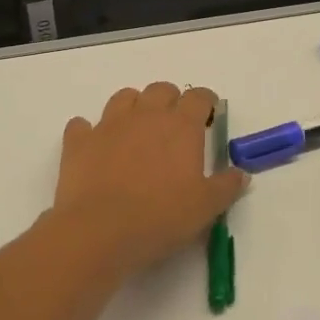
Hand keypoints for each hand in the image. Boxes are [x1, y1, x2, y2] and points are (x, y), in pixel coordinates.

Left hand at [49, 83, 248, 279]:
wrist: (100, 230)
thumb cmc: (161, 217)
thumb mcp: (206, 208)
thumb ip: (226, 186)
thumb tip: (241, 173)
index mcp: (180, 126)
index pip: (198, 97)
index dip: (205, 102)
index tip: (208, 114)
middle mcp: (145, 116)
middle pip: (161, 90)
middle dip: (170, 100)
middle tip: (174, 125)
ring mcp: (108, 125)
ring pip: (124, 97)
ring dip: (133, 106)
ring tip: (137, 130)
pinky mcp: (79, 141)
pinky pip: (82, 124)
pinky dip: (89, 131)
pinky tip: (95, 146)